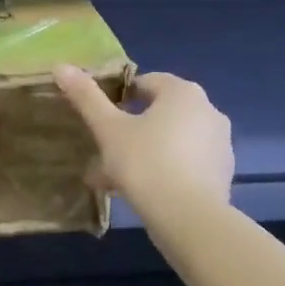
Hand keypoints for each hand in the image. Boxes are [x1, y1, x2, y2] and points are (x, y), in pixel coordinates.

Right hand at [53, 66, 233, 218]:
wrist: (189, 218)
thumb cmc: (145, 163)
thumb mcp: (109, 130)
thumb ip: (86, 97)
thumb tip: (61, 66)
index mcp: (183, 92)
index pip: (146, 82)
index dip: (120, 97)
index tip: (101, 119)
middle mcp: (208, 110)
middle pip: (160, 112)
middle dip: (131, 129)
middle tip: (104, 152)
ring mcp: (220, 143)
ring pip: (172, 139)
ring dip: (146, 151)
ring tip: (116, 178)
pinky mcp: (223, 172)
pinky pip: (186, 162)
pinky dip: (166, 169)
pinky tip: (143, 192)